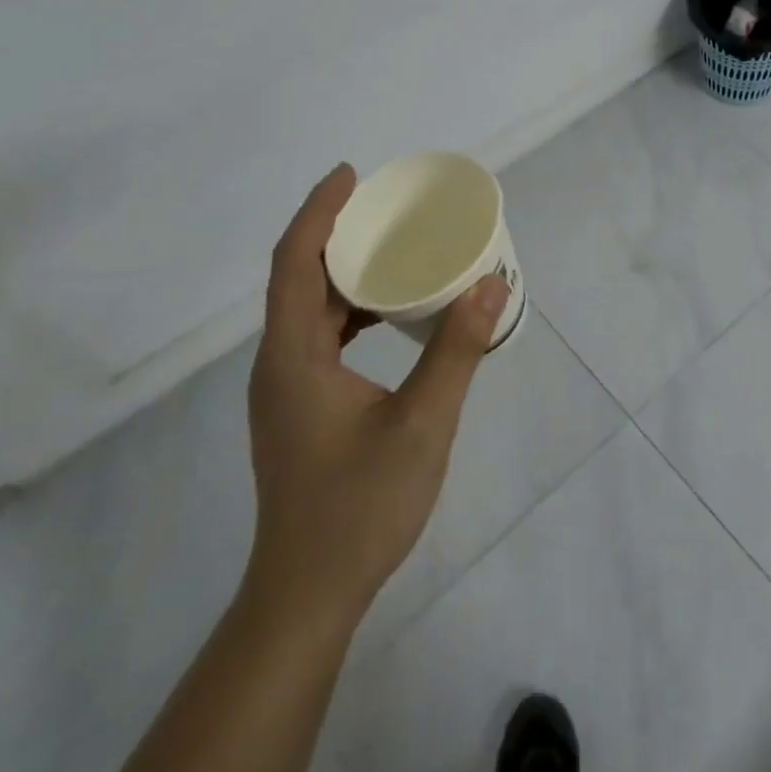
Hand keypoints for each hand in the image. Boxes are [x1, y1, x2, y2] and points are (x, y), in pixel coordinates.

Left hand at [244, 163, 508, 622]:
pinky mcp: (299, 407)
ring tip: (393, 247)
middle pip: (298, 278)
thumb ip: (457, 350)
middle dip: (336, 232)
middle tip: (387, 206)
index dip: (319, 211)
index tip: (351, 175)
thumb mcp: (422, 424)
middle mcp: (279, 363)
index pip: (294, 262)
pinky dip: (349, 309)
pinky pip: (318, 335)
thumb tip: (491, 283)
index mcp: (293, 356)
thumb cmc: (359, 508)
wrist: (307, 596)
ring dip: (344, 272)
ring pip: (308, 309)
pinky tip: (387, 313)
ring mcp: (285, 388)